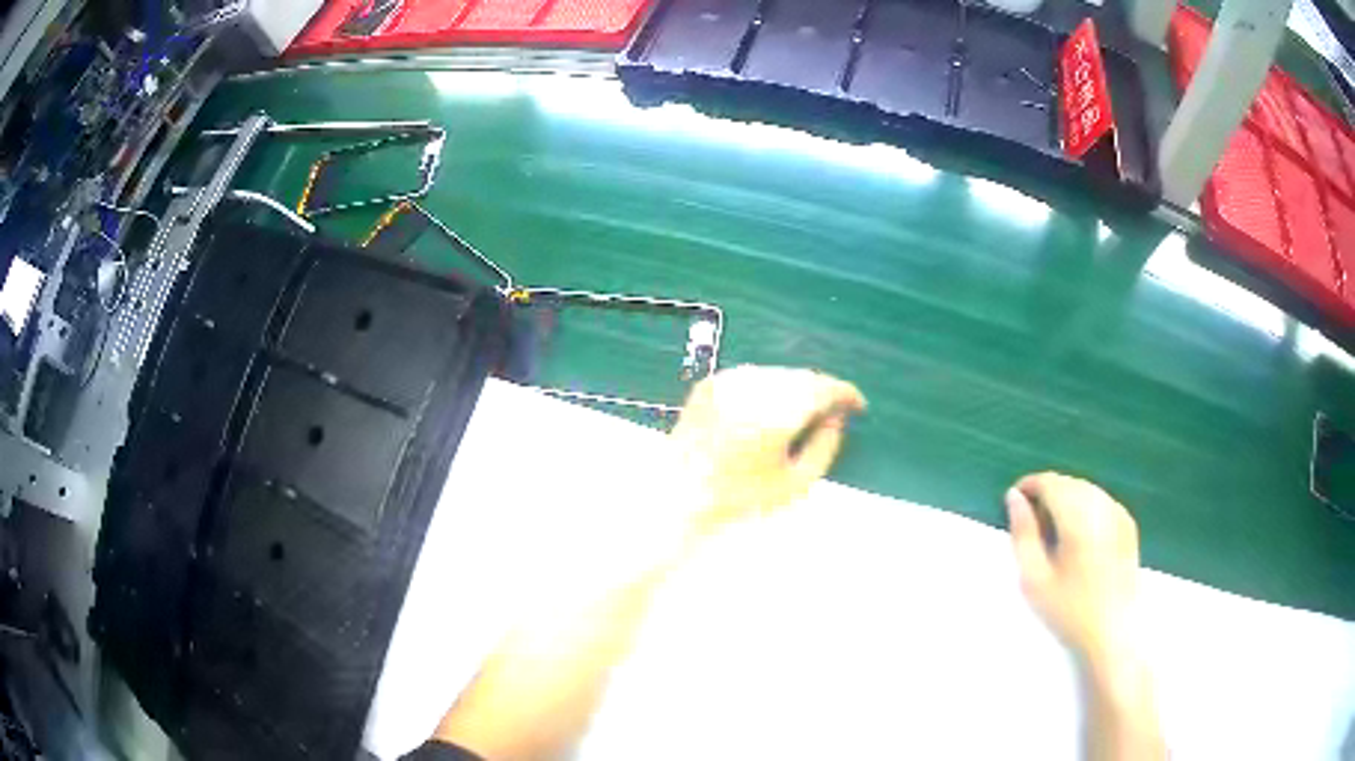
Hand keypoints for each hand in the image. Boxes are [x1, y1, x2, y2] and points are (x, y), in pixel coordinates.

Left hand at [671, 366, 865, 537]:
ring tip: (804, 413)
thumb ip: (825, 447)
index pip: (822, 387)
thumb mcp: (795, 483)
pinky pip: (753, 376)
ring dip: (797, 387)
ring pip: (778, 372)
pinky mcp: (711, 382)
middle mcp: (751, 388)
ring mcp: (728, 381)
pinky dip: (769, 387)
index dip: (845, 393)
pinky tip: (770, 410)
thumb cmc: (740, 499)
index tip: (858, 405)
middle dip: (822, 391)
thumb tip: (838, 417)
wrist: (678, 494)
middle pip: (802, 376)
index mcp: (774, 413)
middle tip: (834, 412)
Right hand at [1005, 472, 1140, 662]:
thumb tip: (1014, 498)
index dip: (1029, 486)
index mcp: (1078, 518)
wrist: (1112, 633)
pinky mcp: (1128, 524)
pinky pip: (1101, 501)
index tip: (1013, 501)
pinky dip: (1085, 507)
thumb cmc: (1069, 611)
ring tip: (1052, 530)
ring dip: (1066, 499)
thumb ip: (1023, 534)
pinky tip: (1077, 535)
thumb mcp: (1035, 579)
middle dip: (1047, 493)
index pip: (1050, 483)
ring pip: (1086, 489)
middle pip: (1069, 483)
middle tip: (1030, 523)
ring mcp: (1119, 513)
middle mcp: (1102, 506)